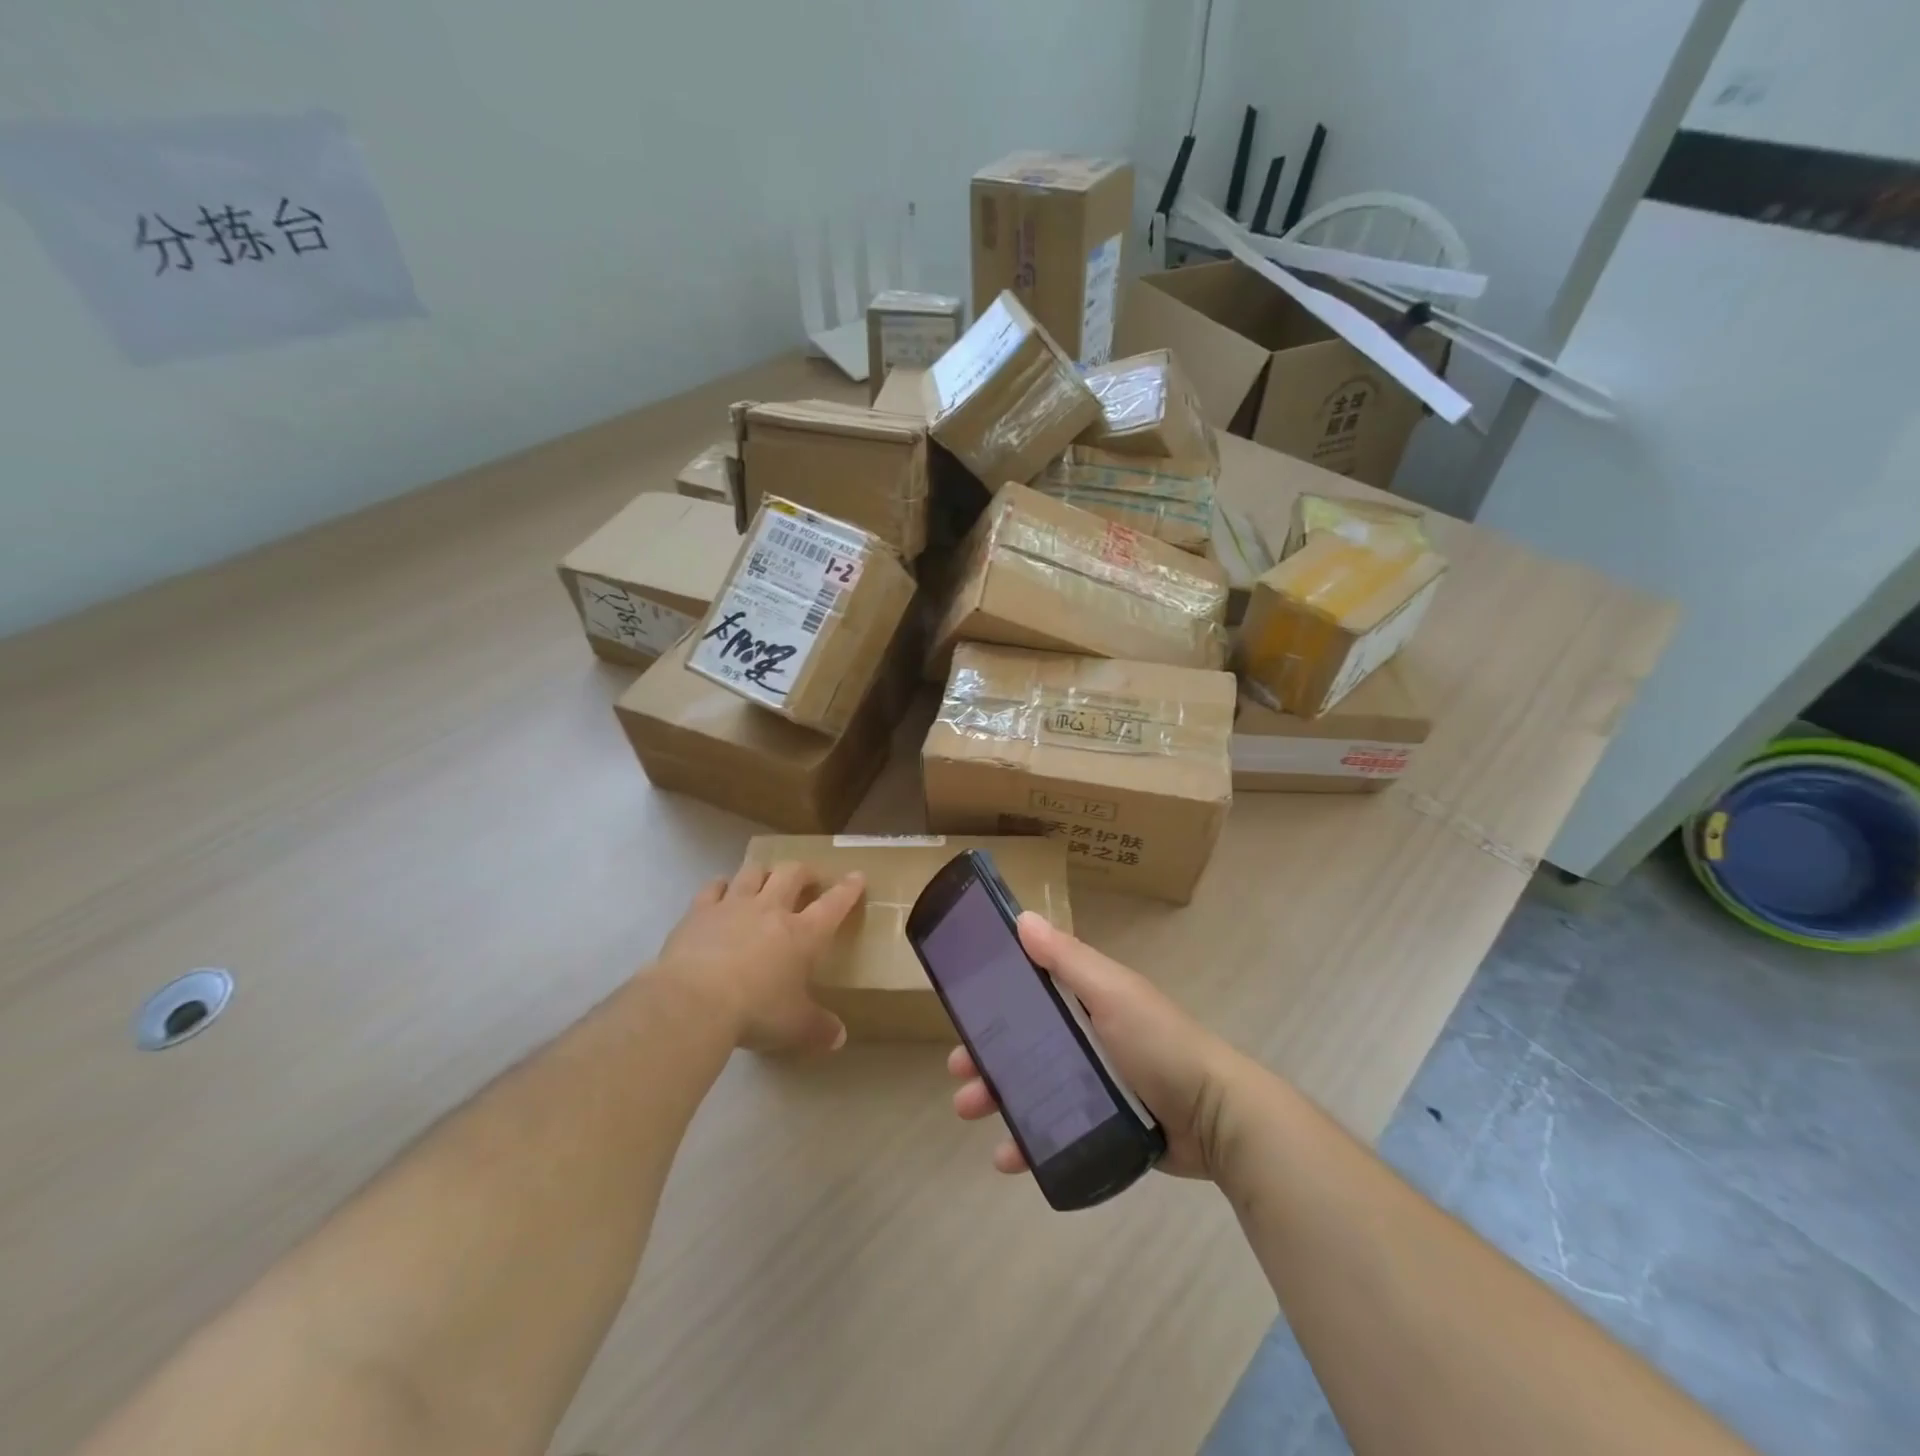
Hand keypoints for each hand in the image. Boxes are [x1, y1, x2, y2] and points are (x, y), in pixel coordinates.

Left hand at [656, 860, 864, 1053]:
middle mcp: (771, 910)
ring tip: (766, 880)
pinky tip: (722, 889)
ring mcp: (733, 906)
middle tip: (808, 879)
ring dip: (764, 873)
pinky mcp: (699, 911)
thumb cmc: (755, 1011)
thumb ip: (818, 1028)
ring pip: (754, 872)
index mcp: (803, 934)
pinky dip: (722, 885)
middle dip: (804, 872)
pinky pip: (714, 886)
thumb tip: (839, 1038)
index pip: (833, 904)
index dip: (848, 889)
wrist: (694, 1002)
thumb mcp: (794, 1026)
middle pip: (792, 874)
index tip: (857, 877)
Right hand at [947, 913, 1244, 1179]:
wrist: (1216, 1118)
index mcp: (1087, 999)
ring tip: (969, 1111)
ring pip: (1031, 1086)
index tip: (961, 1009)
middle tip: (958, 1070)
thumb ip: (1067, 959)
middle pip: (1023, 1041)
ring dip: (997, 1097)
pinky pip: (1053, 1130)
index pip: (1030, 990)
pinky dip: (1027, 1141)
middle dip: (986, 1053)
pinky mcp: (1100, 1125)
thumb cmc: (1160, 1043)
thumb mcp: (1112, 993)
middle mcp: (1086, 1036)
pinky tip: (1007, 1159)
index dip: (994, 998)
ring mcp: (1093, 1083)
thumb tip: (1022, 918)